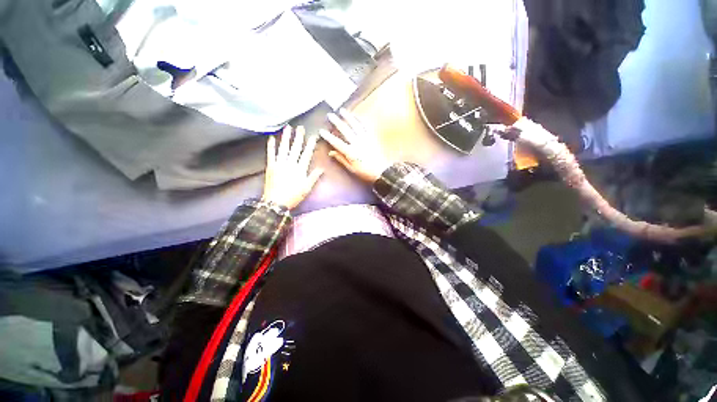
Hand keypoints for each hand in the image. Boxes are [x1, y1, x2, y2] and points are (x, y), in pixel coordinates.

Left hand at [262, 125, 322, 208]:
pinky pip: (271, 154)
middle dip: (298, 137)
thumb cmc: (293, 196)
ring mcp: (279, 164)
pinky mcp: (270, 166)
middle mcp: (290, 164)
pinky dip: (271, 146)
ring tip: (287, 128)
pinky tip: (271, 138)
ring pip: (283, 148)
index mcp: (300, 169)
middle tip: (300, 127)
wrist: (276, 202)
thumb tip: (321, 169)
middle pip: (295, 148)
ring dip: (286, 137)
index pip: (306, 154)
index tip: (313, 136)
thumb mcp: (307, 188)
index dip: (310, 144)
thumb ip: (314, 177)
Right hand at [319, 109, 390, 182]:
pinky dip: (361, 120)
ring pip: (355, 125)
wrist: (382, 171)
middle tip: (330, 115)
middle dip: (336, 122)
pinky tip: (357, 116)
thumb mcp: (352, 168)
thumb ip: (341, 159)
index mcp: (350, 152)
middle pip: (345, 130)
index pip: (337, 142)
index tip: (321, 130)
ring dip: (348, 117)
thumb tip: (331, 152)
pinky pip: (366, 126)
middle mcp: (357, 142)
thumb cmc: (365, 172)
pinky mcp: (372, 137)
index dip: (328, 136)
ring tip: (342, 110)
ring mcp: (365, 138)